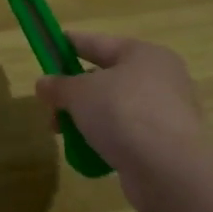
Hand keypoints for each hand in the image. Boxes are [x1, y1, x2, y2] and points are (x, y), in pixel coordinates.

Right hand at [34, 33, 206, 211]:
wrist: (168, 168)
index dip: (71, 43)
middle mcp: (160, 78)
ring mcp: (166, 112)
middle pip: (107, 78)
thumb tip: (43, 84)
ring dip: (87, 118)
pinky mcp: (166, 143)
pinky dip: (106, 139)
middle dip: (75, 92)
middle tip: (50, 105)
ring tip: (63, 134)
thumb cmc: (122, 113)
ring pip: (115, 108)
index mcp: (143, 54)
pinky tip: (87, 151)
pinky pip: (127, 134)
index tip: (50, 45)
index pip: (99, 43)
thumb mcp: (79, 93)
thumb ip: (59, 86)